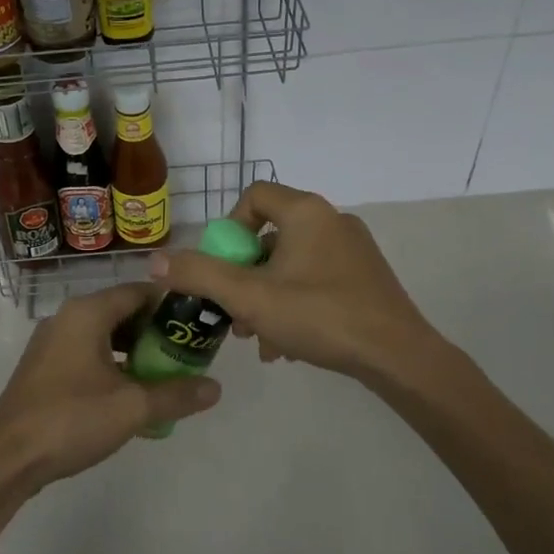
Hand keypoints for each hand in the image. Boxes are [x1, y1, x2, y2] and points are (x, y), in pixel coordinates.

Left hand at [0, 283, 221, 491]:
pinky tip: (128, 394)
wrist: (7, 459)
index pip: (138, 291)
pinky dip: (112, 365)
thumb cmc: (71, 419)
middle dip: (155, 331)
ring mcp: (51, 343)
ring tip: (163, 376)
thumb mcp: (132, 407)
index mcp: (87, 313)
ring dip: (134, 351)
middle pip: (121, 312)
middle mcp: (67, 318)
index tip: (197, 323)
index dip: (171, 304)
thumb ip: (176, 394)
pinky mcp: (43, 368)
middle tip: (185, 353)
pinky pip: (87, 353)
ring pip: (104, 335)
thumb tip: (215, 388)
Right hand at [151, 181, 441, 381]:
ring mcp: (353, 249)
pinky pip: (316, 279)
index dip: (228, 229)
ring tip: (258, 338)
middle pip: (270, 236)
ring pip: (292, 264)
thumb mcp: (250, 297)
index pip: (254, 197)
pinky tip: (287, 345)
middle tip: (234, 313)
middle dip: (244, 276)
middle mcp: (332, 220)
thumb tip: (154, 260)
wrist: (398, 356)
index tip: (223, 268)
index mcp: (306, 212)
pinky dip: (295, 304)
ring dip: (266, 297)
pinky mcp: (365, 277)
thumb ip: (199, 275)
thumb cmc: (320, 316)